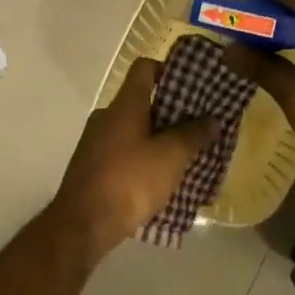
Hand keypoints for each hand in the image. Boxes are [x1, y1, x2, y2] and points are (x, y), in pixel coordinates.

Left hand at [46, 57, 220, 265]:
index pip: (144, 68)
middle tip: (196, 125)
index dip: (168, 69)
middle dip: (170, 112)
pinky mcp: (92, 169)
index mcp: (124, 105)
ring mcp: (95, 143)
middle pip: (141, 101)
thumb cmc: (129, 181)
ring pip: (133, 130)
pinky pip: (123, 153)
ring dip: (157, 139)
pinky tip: (159, 180)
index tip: (191, 85)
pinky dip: (142, 159)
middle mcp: (106, 117)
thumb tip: (212, 119)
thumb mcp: (171, 157)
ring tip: (183, 156)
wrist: (81, 227)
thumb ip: (193, 135)